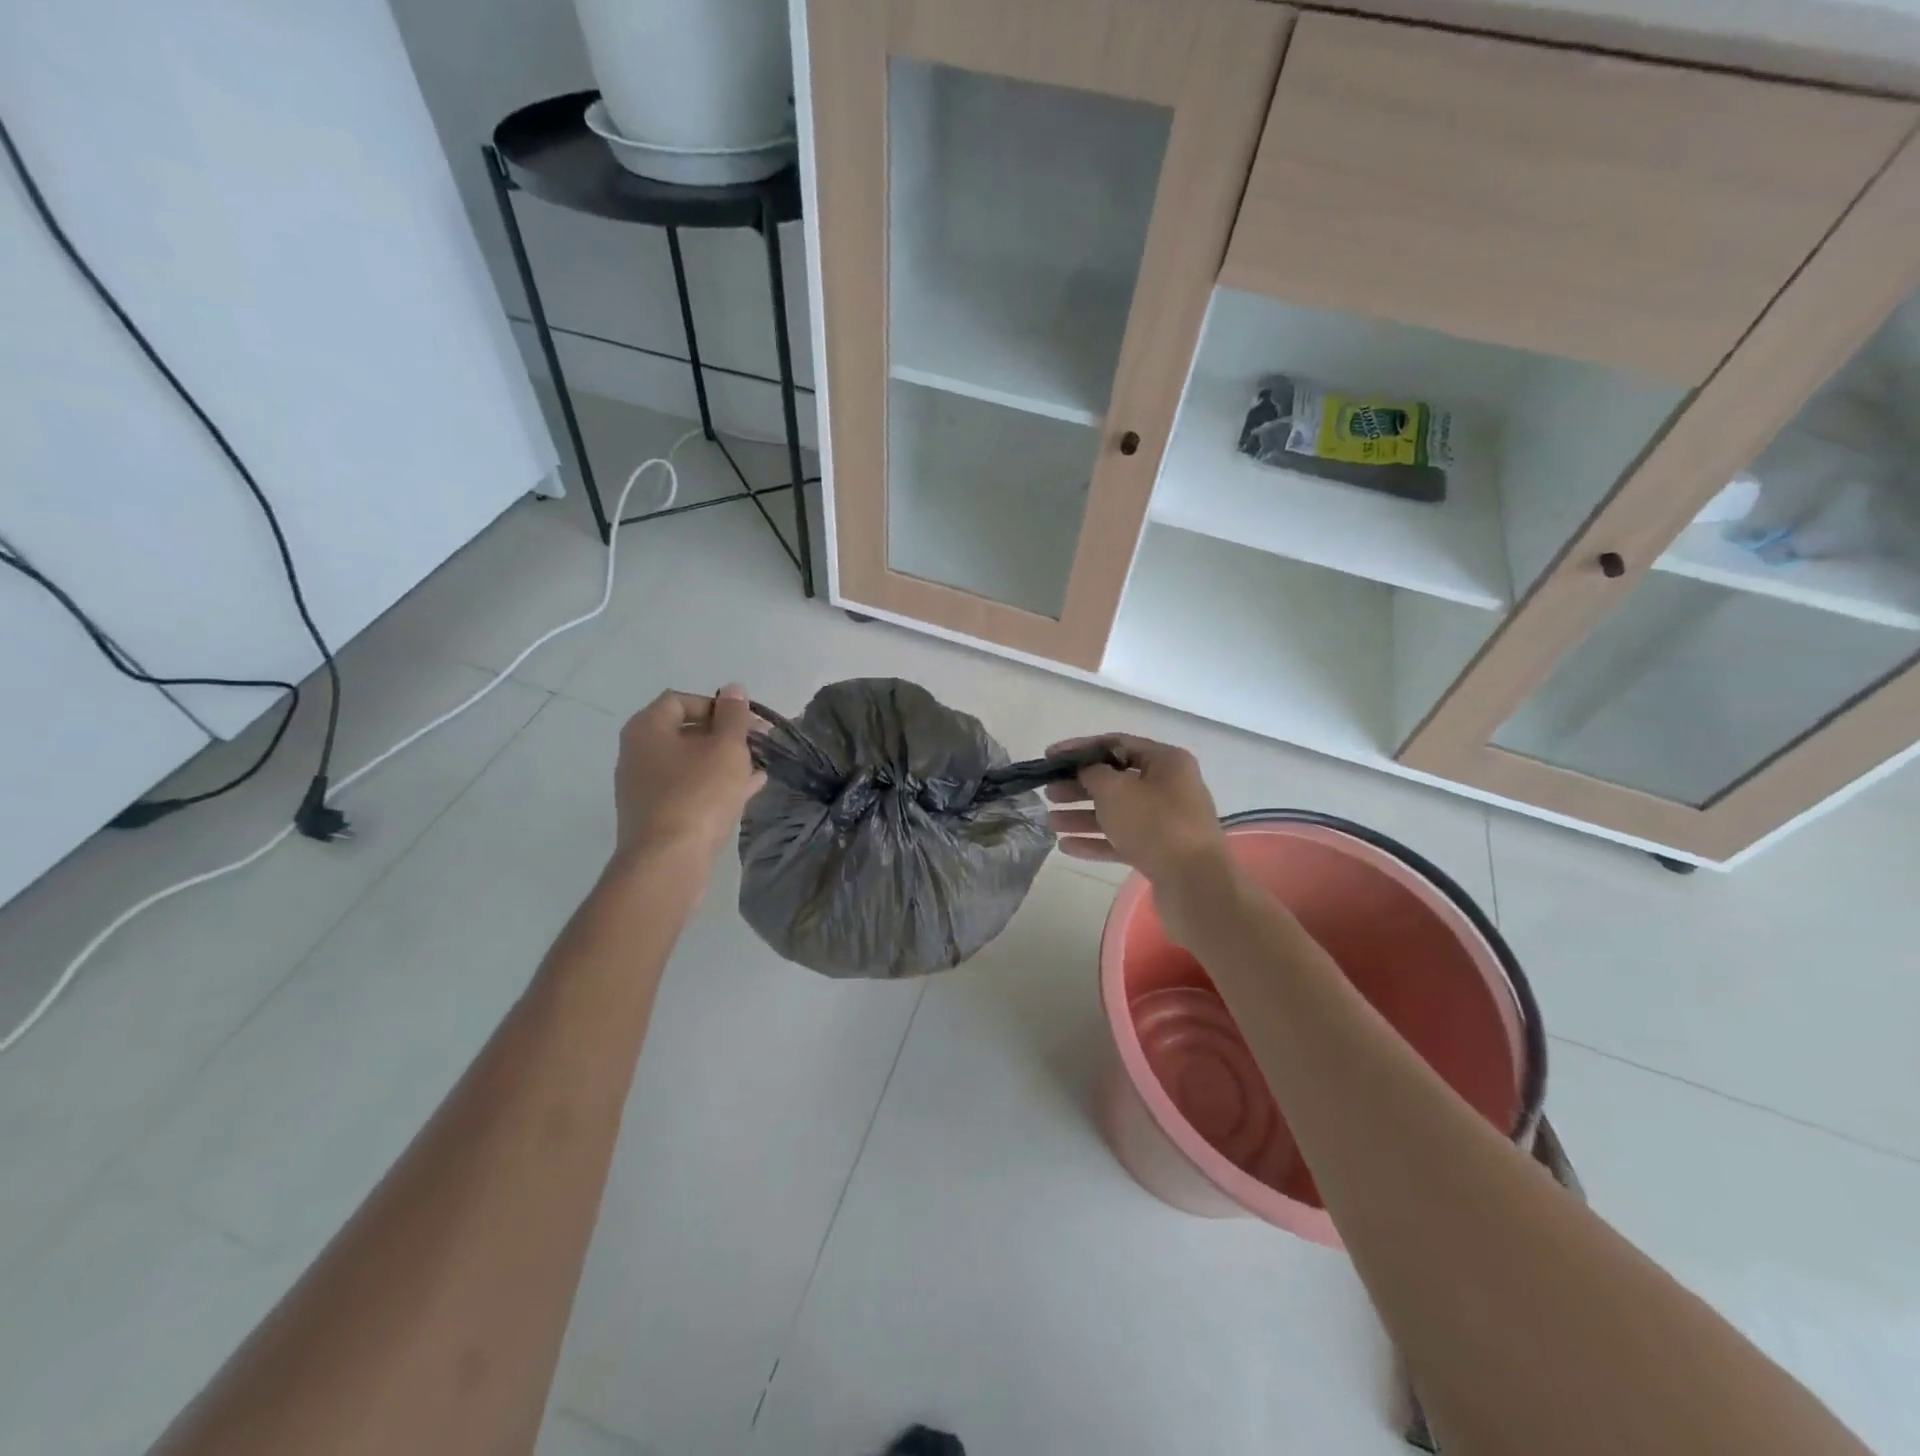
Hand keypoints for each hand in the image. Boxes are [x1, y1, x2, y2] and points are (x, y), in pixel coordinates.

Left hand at [614, 686, 765, 859]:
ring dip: (723, 762)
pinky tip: (747, 790)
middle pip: (685, 731)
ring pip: (689, 763)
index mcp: (647, 728)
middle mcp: (637, 753)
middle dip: (724, 735)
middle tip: (757, 744)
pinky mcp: (655, 815)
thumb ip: (733, 716)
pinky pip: (688, 789)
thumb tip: (733, 688)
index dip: (717, 705)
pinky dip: (714, 785)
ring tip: (757, 768)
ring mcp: (643, 787)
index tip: (746, 722)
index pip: (681, 700)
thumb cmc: (698, 794)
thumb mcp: (726, 748)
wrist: (667, 861)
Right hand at [1045, 734, 1227, 886]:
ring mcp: (1166, 822)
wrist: (1194, 884)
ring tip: (1051, 822)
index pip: (1116, 744)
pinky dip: (1096, 841)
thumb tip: (1086, 771)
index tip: (1050, 756)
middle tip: (1049, 792)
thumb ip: (1093, 773)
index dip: (1080, 749)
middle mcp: (1169, 787)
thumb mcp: (1116, 790)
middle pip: (1116, 780)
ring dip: (1082, 816)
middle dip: (1079, 786)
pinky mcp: (1160, 852)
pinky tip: (1066, 846)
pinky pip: (1122, 839)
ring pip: (1117, 812)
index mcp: (1166, 762)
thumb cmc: (1155, 825)